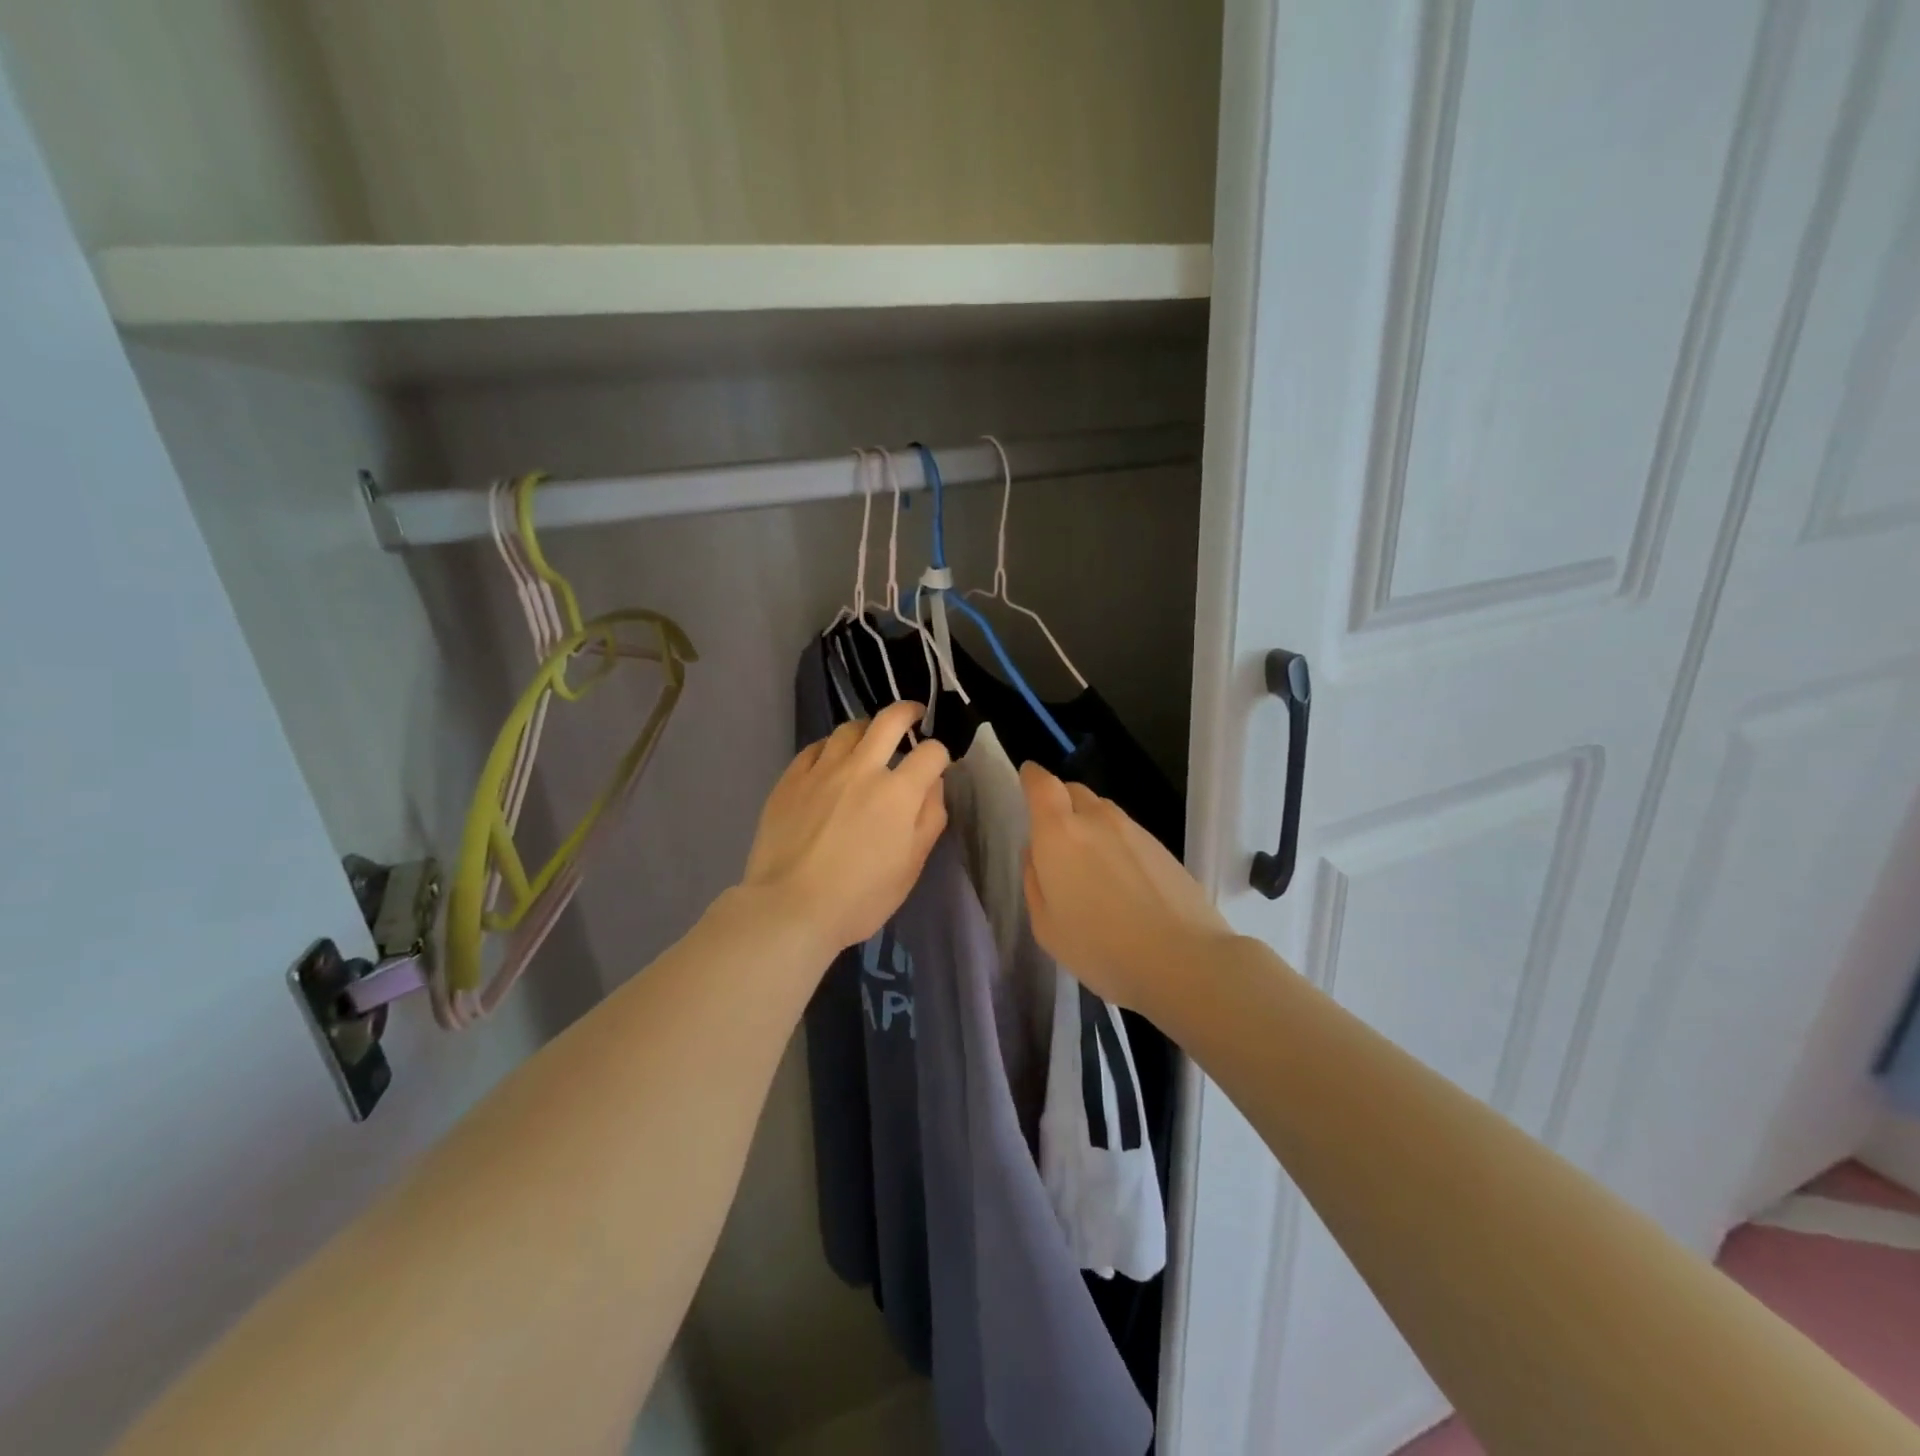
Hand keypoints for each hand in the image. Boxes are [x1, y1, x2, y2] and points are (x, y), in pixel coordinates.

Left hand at [742, 700, 949, 956]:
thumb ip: (930, 819)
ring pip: (849, 728)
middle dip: (908, 712)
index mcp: (899, 792)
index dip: (940, 754)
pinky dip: (831, 747)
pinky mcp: (791, 778)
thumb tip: (934, 785)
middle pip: (889, 720)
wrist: (790, 908)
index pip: (931, 752)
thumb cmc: (860, 897)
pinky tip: (831, 758)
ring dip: (867, 727)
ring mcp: (822, 770)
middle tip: (913, 714)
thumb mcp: (911, 866)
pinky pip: (815, 747)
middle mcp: (862, 769)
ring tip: (870, 736)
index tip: (937, 765)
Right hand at [1021, 762, 1233, 1014]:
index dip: (1031, 777)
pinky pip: (1127, 832)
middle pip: (1073, 791)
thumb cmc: (1101, 948)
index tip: (1026, 776)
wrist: (1184, 960)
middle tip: (1055, 836)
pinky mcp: (1162, 847)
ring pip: (1102, 812)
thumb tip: (1036, 853)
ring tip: (1090, 867)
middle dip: (1059, 803)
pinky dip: (1115, 844)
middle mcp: (1096, 819)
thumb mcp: (1047, 926)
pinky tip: (1121, 882)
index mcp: (1060, 833)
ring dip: (1089, 825)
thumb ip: (1035, 881)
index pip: (1042, 785)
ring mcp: (1134, 830)